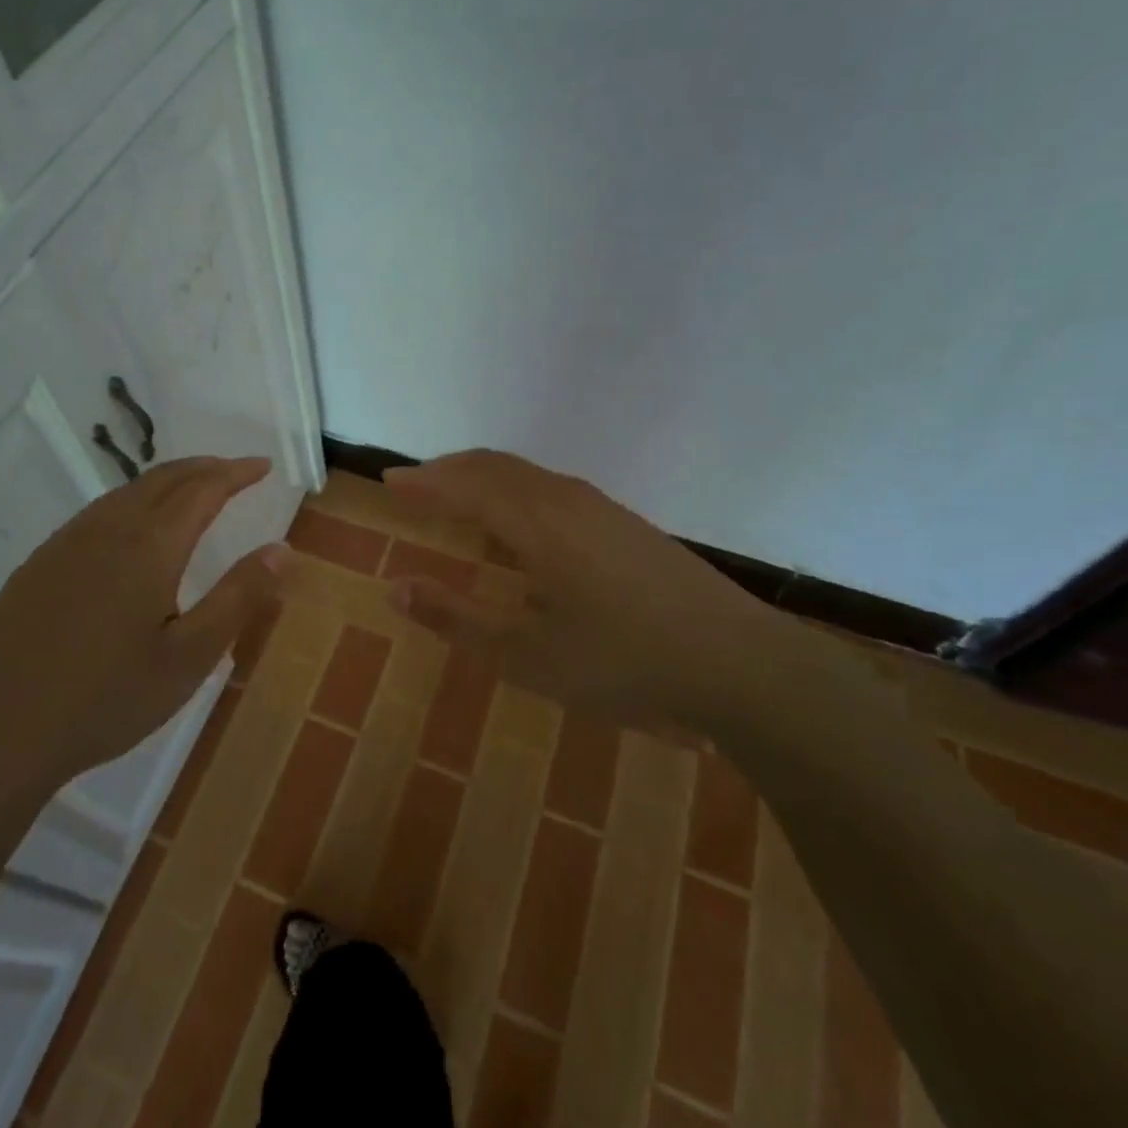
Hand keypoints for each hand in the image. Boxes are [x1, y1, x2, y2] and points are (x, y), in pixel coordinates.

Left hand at [0, 456, 282, 846]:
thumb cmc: (105, 699)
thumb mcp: (189, 658)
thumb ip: (238, 597)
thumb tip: (281, 549)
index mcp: (148, 546)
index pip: (202, 489)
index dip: (235, 472)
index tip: (263, 466)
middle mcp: (106, 529)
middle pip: (163, 478)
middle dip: (204, 468)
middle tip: (235, 471)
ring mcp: (65, 543)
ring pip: (127, 492)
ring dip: (167, 481)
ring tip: (192, 491)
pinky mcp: (38, 564)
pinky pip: (98, 513)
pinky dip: (133, 501)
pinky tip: (133, 529)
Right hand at [384, 450, 806, 733]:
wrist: (737, 661)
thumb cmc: (622, 660)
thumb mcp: (527, 654)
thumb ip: (457, 619)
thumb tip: (395, 588)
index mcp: (536, 522)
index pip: (465, 484)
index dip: (424, 481)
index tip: (390, 481)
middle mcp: (565, 499)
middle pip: (494, 466)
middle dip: (449, 470)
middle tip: (415, 483)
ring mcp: (600, 507)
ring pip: (527, 474)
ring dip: (484, 477)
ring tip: (458, 496)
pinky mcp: (624, 523)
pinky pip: (551, 487)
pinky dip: (515, 489)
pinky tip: (521, 523)